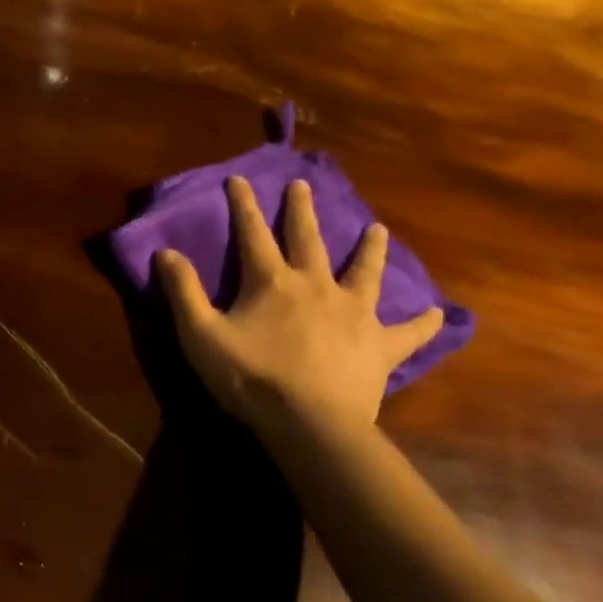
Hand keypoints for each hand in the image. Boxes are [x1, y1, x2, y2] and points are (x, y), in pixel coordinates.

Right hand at [155, 176, 444, 435]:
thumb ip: (183, 292)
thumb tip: (165, 252)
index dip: (245, 205)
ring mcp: (354, 314)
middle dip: (302, 211)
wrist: (310, 423)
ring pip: (364, 273)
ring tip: (378, 229)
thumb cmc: (251, 377)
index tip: (240, 178)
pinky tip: (437, 313)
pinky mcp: (380, 346)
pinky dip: (421, 323)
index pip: (253, 234)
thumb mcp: (201, 335)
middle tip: (303, 185)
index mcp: (272, 282)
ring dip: (370, 249)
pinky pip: (407, 332)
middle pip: (309, 240)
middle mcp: (316, 286)